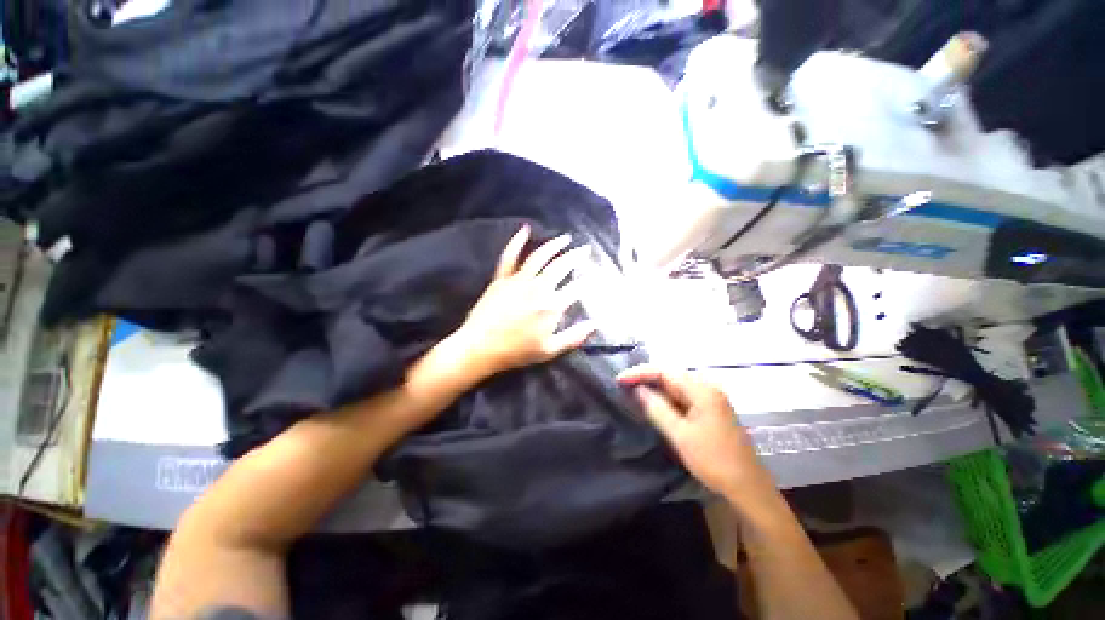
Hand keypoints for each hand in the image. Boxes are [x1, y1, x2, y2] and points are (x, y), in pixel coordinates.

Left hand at [451, 225, 594, 378]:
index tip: (595, 275)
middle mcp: (538, 288)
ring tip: (565, 238)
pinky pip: (510, 256)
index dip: (588, 281)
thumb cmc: (516, 352)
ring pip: (540, 257)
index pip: (576, 288)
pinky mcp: (502, 278)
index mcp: (551, 306)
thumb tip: (595, 324)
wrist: (481, 347)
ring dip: (554, 245)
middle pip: (561, 267)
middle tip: (586, 249)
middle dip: (576, 256)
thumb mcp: (549, 350)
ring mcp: (519, 281)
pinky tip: (525, 229)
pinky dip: (517, 242)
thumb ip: (573, 337)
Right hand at [617, 365, 773, 502]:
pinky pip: (682, 396)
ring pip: (675, 386)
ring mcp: (710, 398)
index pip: (664, 371)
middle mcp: (707, 388)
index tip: (619, 380)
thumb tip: (638, 390)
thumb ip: (657, 409)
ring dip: (654, 387)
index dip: (639, 373)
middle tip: (623, 385)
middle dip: (645, 378)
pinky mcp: (709, 409)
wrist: (747, 486)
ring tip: (633, 391)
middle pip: (670, 375)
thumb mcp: (680, 435)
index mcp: (702, 390)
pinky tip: (653, 403)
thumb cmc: (713, 460)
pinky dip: (665, 398)